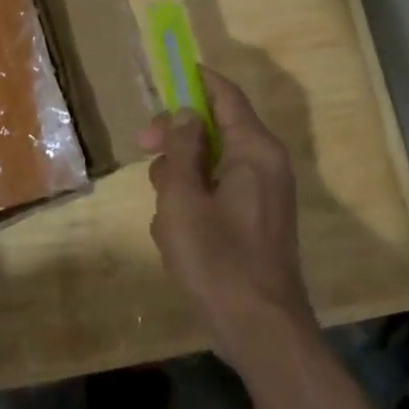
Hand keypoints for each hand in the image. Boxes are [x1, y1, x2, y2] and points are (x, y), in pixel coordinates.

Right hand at [140, 66, 318, 366]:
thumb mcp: (184, 198)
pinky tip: (179, 239)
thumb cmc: (218, 260)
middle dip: (176, 139)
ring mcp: (263, 194)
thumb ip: (181, 147)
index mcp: (254, 149)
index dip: (194, 80)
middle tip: (143, 150)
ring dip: (181, 181)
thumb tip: (184, 113)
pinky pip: (219, 194)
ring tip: (166, 218)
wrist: (261, 333)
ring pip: (210, 165)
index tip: (164, 75)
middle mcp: (265, 163)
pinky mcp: (256, 221)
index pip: (225, 94)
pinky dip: (195, 205)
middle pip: (214, 129)